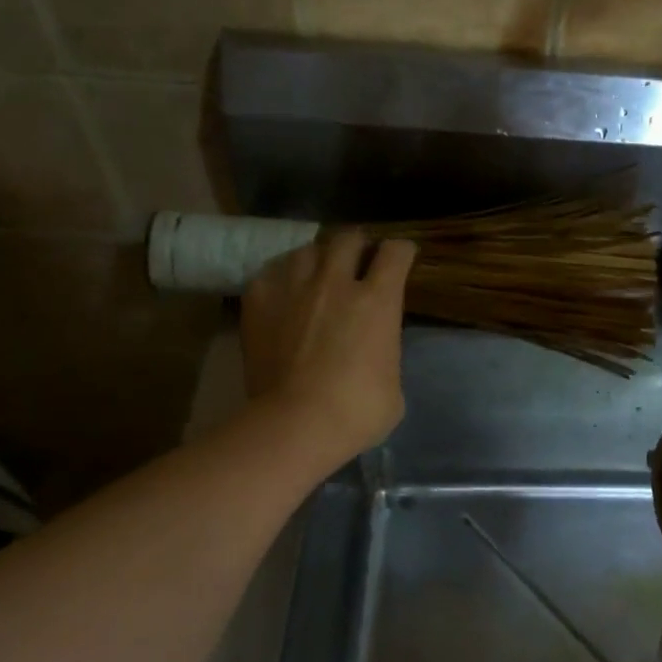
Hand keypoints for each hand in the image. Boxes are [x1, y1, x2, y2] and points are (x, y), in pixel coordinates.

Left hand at [241, 231, 416, 464]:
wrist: (296, 423)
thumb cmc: (358, 411)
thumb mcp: (393, 383)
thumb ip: (385, 352)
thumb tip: (375, 351)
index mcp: (378, 300)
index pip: (396, 252)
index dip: (402, 252)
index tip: (402, 258)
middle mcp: (336, 282)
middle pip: (348, 238)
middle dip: (358, 245)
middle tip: (358, 260)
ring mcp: (293, 288)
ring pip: (308, 250)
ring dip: (318, 258)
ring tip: (317, 273)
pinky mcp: (258, 302)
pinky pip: (271, 273)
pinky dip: (282, 278)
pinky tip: (284, 292)